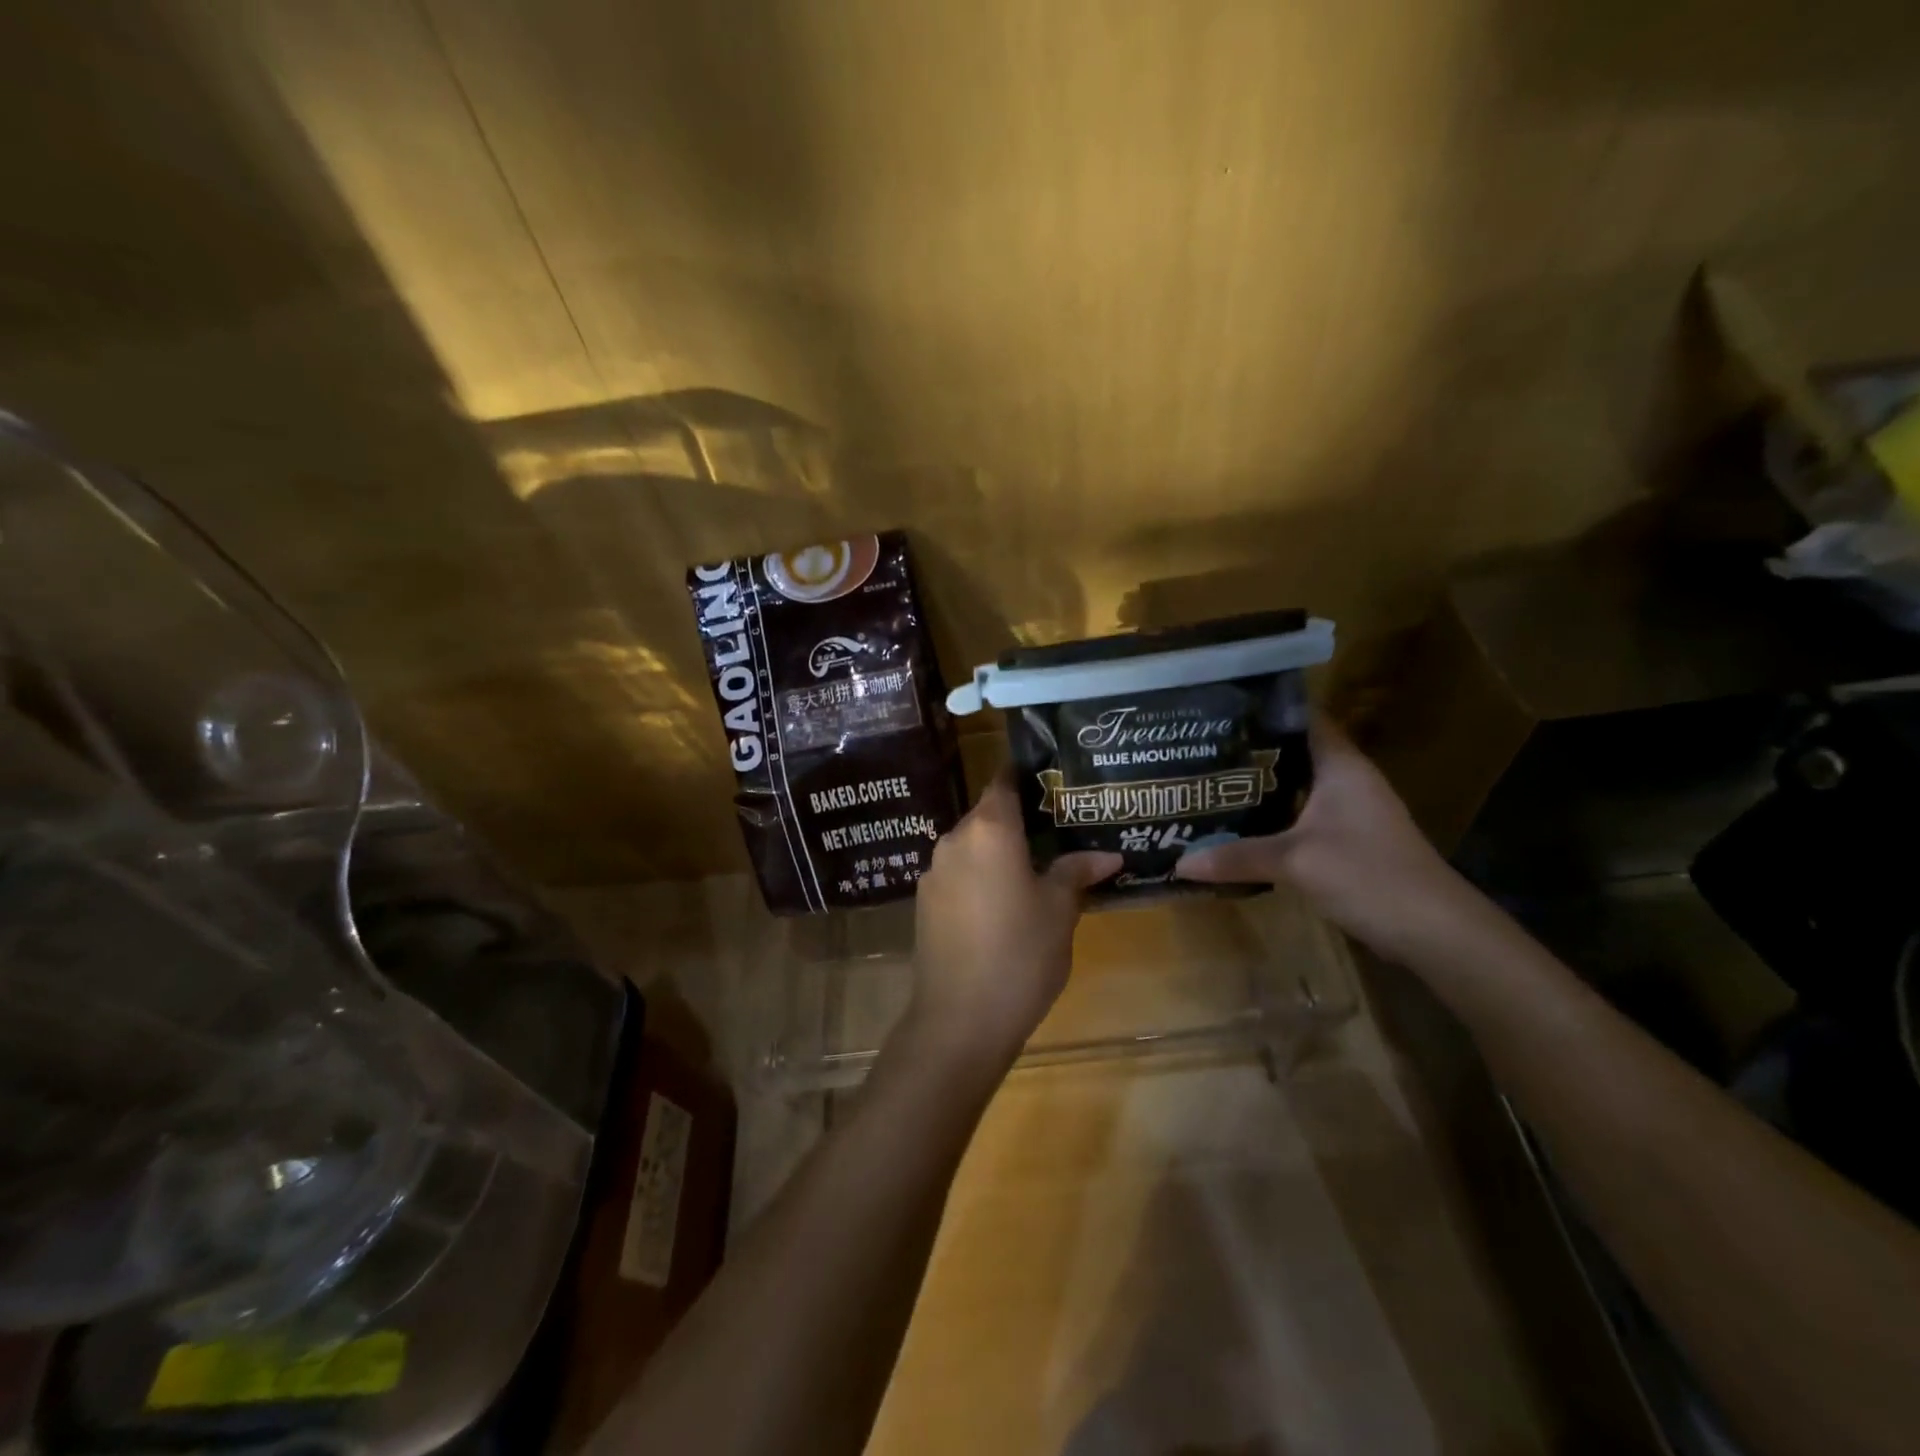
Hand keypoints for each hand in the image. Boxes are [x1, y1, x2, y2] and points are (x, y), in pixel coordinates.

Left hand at [906, 772, 1121, 1073]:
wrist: (958, 1020)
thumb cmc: (1020, 954)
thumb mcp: (1059, 911)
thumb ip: (1076, 872)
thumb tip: (1108, 854)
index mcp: (988, 829)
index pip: (1005, 780)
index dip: (1028, 774)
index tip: (1053, 779)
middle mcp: (954, 839)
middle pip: (988, 814)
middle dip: (1020, 820)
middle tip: (1058, 831)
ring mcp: (934, 872)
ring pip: (973, 847)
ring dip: (1000, 852)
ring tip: (1035, 869)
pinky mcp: (924, 903)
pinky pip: (959, 875)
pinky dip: (981, 877)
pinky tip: (1003, 904)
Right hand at [1175, 715, 1468, 958]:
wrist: (1435, 932)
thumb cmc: (1368, 875)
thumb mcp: (1295, 862)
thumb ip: (1236, 857)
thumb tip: (1180, 863)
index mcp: (1340, 765)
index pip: (1300, 717)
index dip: (1261, 709)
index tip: (1216, 709)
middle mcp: (1346, 780)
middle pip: (1291, 753)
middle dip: (1247, 751)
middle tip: (1196, 749)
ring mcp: (1349, 811)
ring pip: (1294, 787)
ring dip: (1257, 787)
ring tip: (1207, 784)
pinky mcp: (1348, 841)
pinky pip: (1300, 816)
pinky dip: (1271, 817)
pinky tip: (1238, 826)